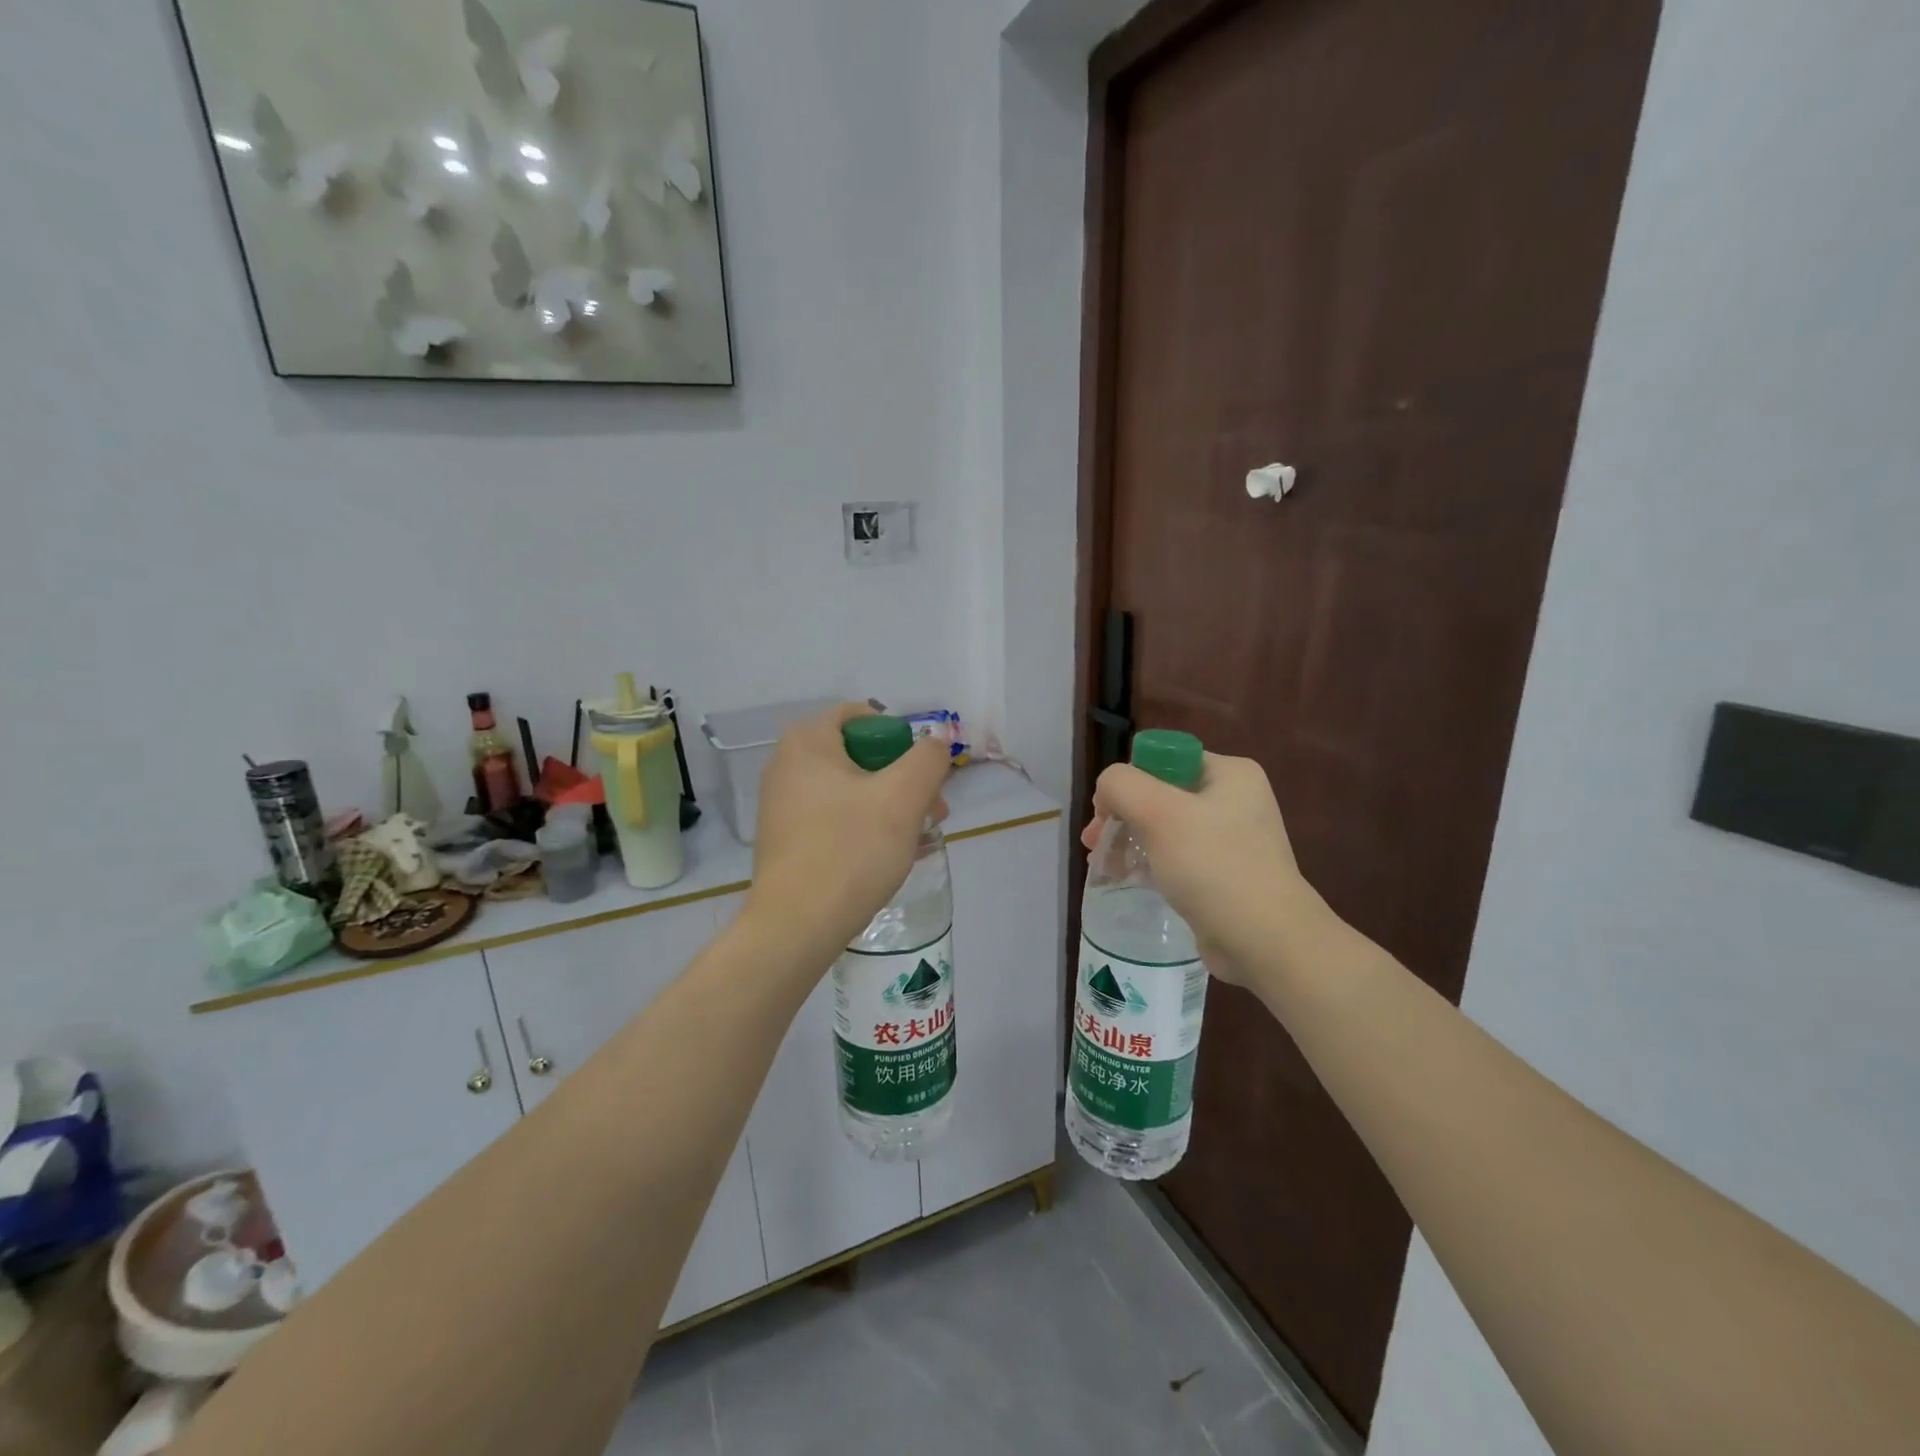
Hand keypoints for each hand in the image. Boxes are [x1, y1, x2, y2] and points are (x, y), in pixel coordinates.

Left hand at [747, 704, 950, 968]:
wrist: (796, 926)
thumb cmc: (851, 850)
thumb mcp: (903, 797)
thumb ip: (928, 758)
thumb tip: (937, 739)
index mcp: (807, 742)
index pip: (861, 715)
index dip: (899, 736)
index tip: (923, 771)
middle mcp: (787, 764)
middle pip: (859, 755)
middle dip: (902, 778)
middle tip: (933, 811)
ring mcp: (782, 804)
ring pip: (851, 790)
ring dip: (890, 806)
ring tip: (921, 837)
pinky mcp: (786, 839)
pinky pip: (835, 818)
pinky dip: (866, 827)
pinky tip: (894, 855)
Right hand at [1082, 753, 1313, 983]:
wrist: (1265, 941)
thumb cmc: (1213, 866)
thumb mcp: (1159, 813)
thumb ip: (1121, 785)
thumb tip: (1107, 791)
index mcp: (1230, 773)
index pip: (1162, 760)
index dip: (1127, 782)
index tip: (1104, 814)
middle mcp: (1234, 799)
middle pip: (1159, 794)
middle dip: (1121, 816)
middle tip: (1093, 843)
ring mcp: (1231, 839)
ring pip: (1164, 828)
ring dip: (1129, 840)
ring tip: (1103, 866)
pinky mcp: (1224, 874)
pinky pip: (1176, 857)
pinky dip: (1148, 863)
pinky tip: (1127, 878)